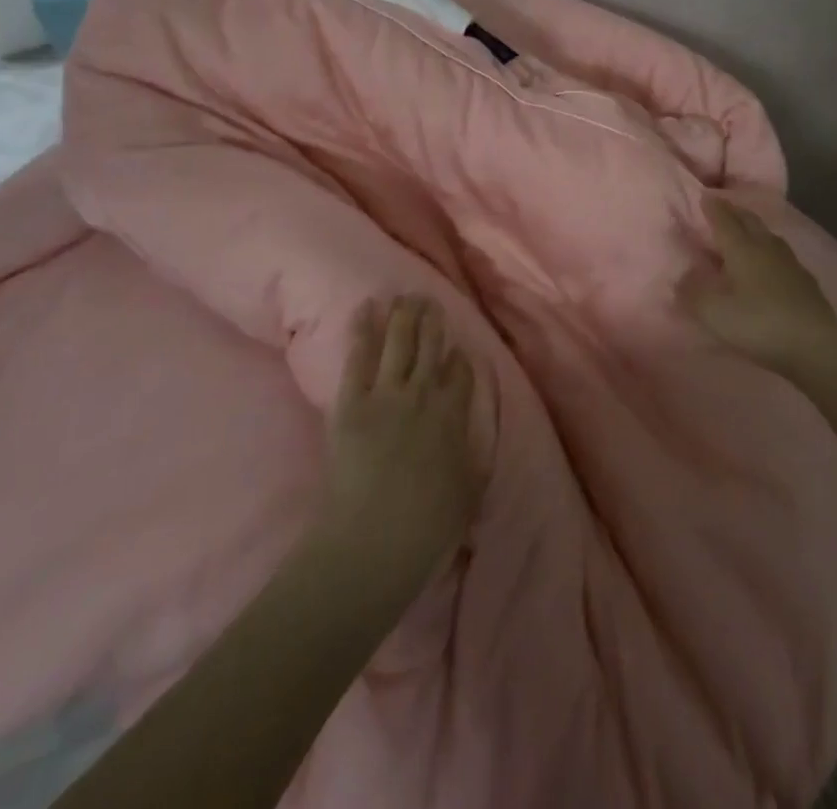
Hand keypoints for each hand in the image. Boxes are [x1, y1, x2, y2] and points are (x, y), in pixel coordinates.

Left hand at [317, 295, 481, 598]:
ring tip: (405, 294)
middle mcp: (423, 393)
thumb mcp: (472, 488)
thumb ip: (480, 448)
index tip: (456, 349)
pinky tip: (367, 307)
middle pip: (431, 346)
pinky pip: (359, 355)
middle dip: (432, 320)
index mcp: (454, 414)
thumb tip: (484, 419)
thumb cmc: (428, 525)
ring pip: (399, 341)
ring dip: (403, 314)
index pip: (461, 371)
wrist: (373, 541)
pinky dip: (363, 328)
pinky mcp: (352, 400)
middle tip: (430, 299)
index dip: (459, 357)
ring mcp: (386, 393)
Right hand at [680, 196, 836, 374]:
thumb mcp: (714, 313)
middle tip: (723, 206)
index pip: (724, 221)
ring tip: (745, 229)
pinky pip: (782, 254)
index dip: (713, 208)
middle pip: (749, 221)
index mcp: (742, 249)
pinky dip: (769, 250)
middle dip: (734, 211)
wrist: (814, 344)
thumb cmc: (758, 323)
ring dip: (754, 228)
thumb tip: (682, 277)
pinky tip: (770, 261)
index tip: (705, 195)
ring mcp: (790, 263)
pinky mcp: (805, 281)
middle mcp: (766, 248)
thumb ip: (693, 293)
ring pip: (768, 235)